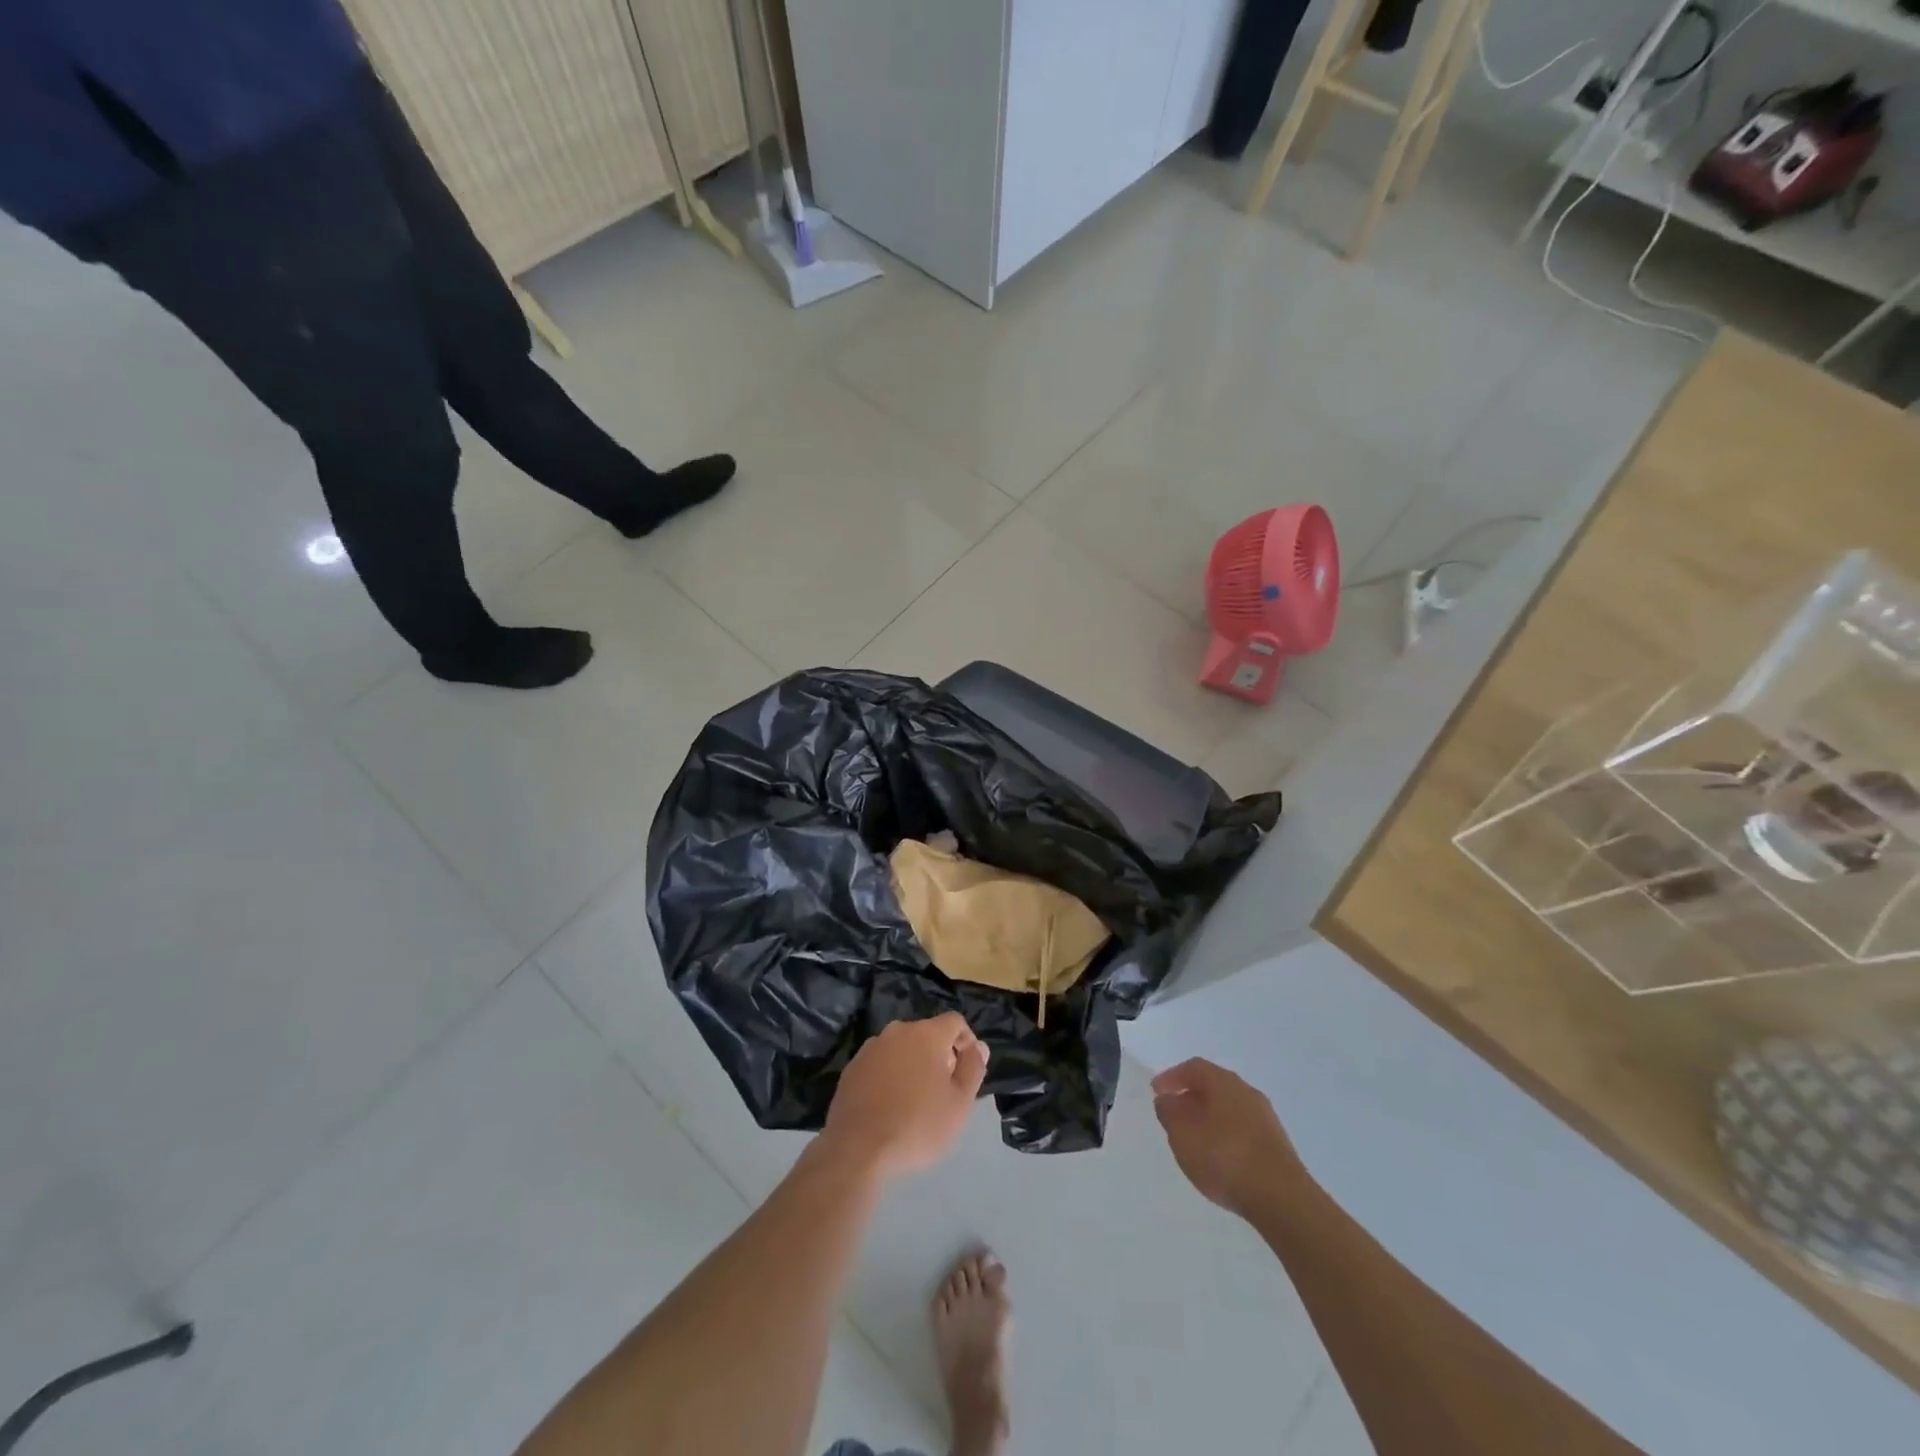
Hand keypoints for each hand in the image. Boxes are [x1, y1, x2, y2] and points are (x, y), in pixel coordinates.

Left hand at [822, 1013, 988, 1180]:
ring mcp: (871, 1048)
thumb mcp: (960, 1103)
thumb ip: (973, 1068)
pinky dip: (890, 1076)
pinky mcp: (852, 1068)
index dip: (967, 1041)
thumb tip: (978, 1047)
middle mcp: (897, 1031)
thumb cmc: (918, 1125)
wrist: (858, 1148)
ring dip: (913, 1064)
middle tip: (944, 1090)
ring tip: (916, 1100)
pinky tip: (890, 1105)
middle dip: (939, 1055)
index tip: (968, 1070)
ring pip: (901, 1048)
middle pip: (927, 1034)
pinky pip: (880, 1064)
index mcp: (927, 1034)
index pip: (955, 1022)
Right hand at [1151, 1059, 1305, 1220]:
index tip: (1156, 1092)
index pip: (1194, 1068)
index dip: (1172, 1077)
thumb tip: (1167, 1100)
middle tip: (1173, 1114)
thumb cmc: (1226, 1160)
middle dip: (1190, 1097)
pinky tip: (1218, 1157)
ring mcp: (1266, 1119)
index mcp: (1225, 1083)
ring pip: (1229, 1108)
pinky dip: (1225, 1134)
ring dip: (1208, 1117)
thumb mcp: (1183, 1137)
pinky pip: (1242, 1128)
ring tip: (1193, 1138)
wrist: (1284, 1200)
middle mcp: (1248, 1093)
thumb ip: (1169, 1114)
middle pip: (1214, 1086)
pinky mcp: (1277, 1145)